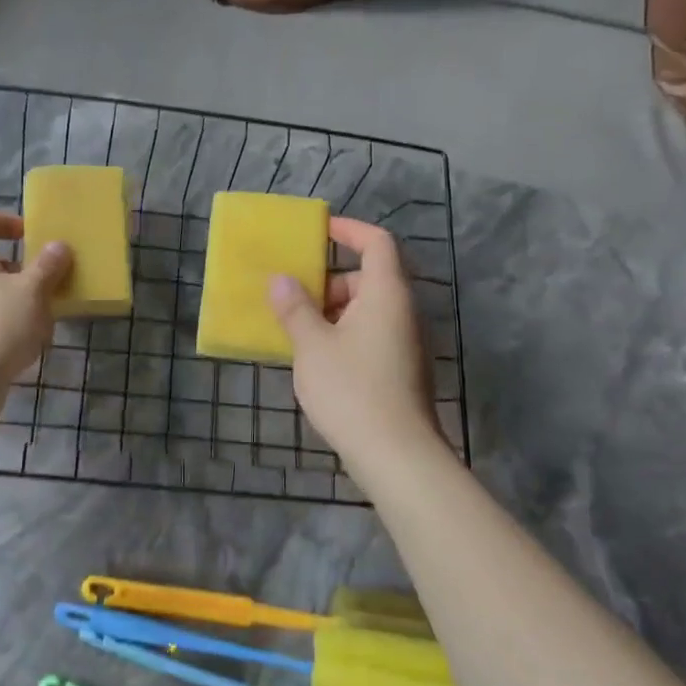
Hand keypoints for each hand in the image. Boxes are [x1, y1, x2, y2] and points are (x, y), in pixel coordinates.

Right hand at [269, 217, 439, 465]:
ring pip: (366, 311)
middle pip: (368, 278)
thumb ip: (295, 308)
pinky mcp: (400, 370)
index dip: (349, 230)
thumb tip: (281, 280)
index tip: (319, 230)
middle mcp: (401, 312)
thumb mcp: (312, 345)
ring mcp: (405, 343)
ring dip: (332, 312)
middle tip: (294, 297)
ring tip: (297, 331)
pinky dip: (343, 335)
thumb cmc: (352, 389)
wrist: (396, 455)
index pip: (377, 243)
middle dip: (329, 281)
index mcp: (385, 294)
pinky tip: (316, 361)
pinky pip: (369, 336)